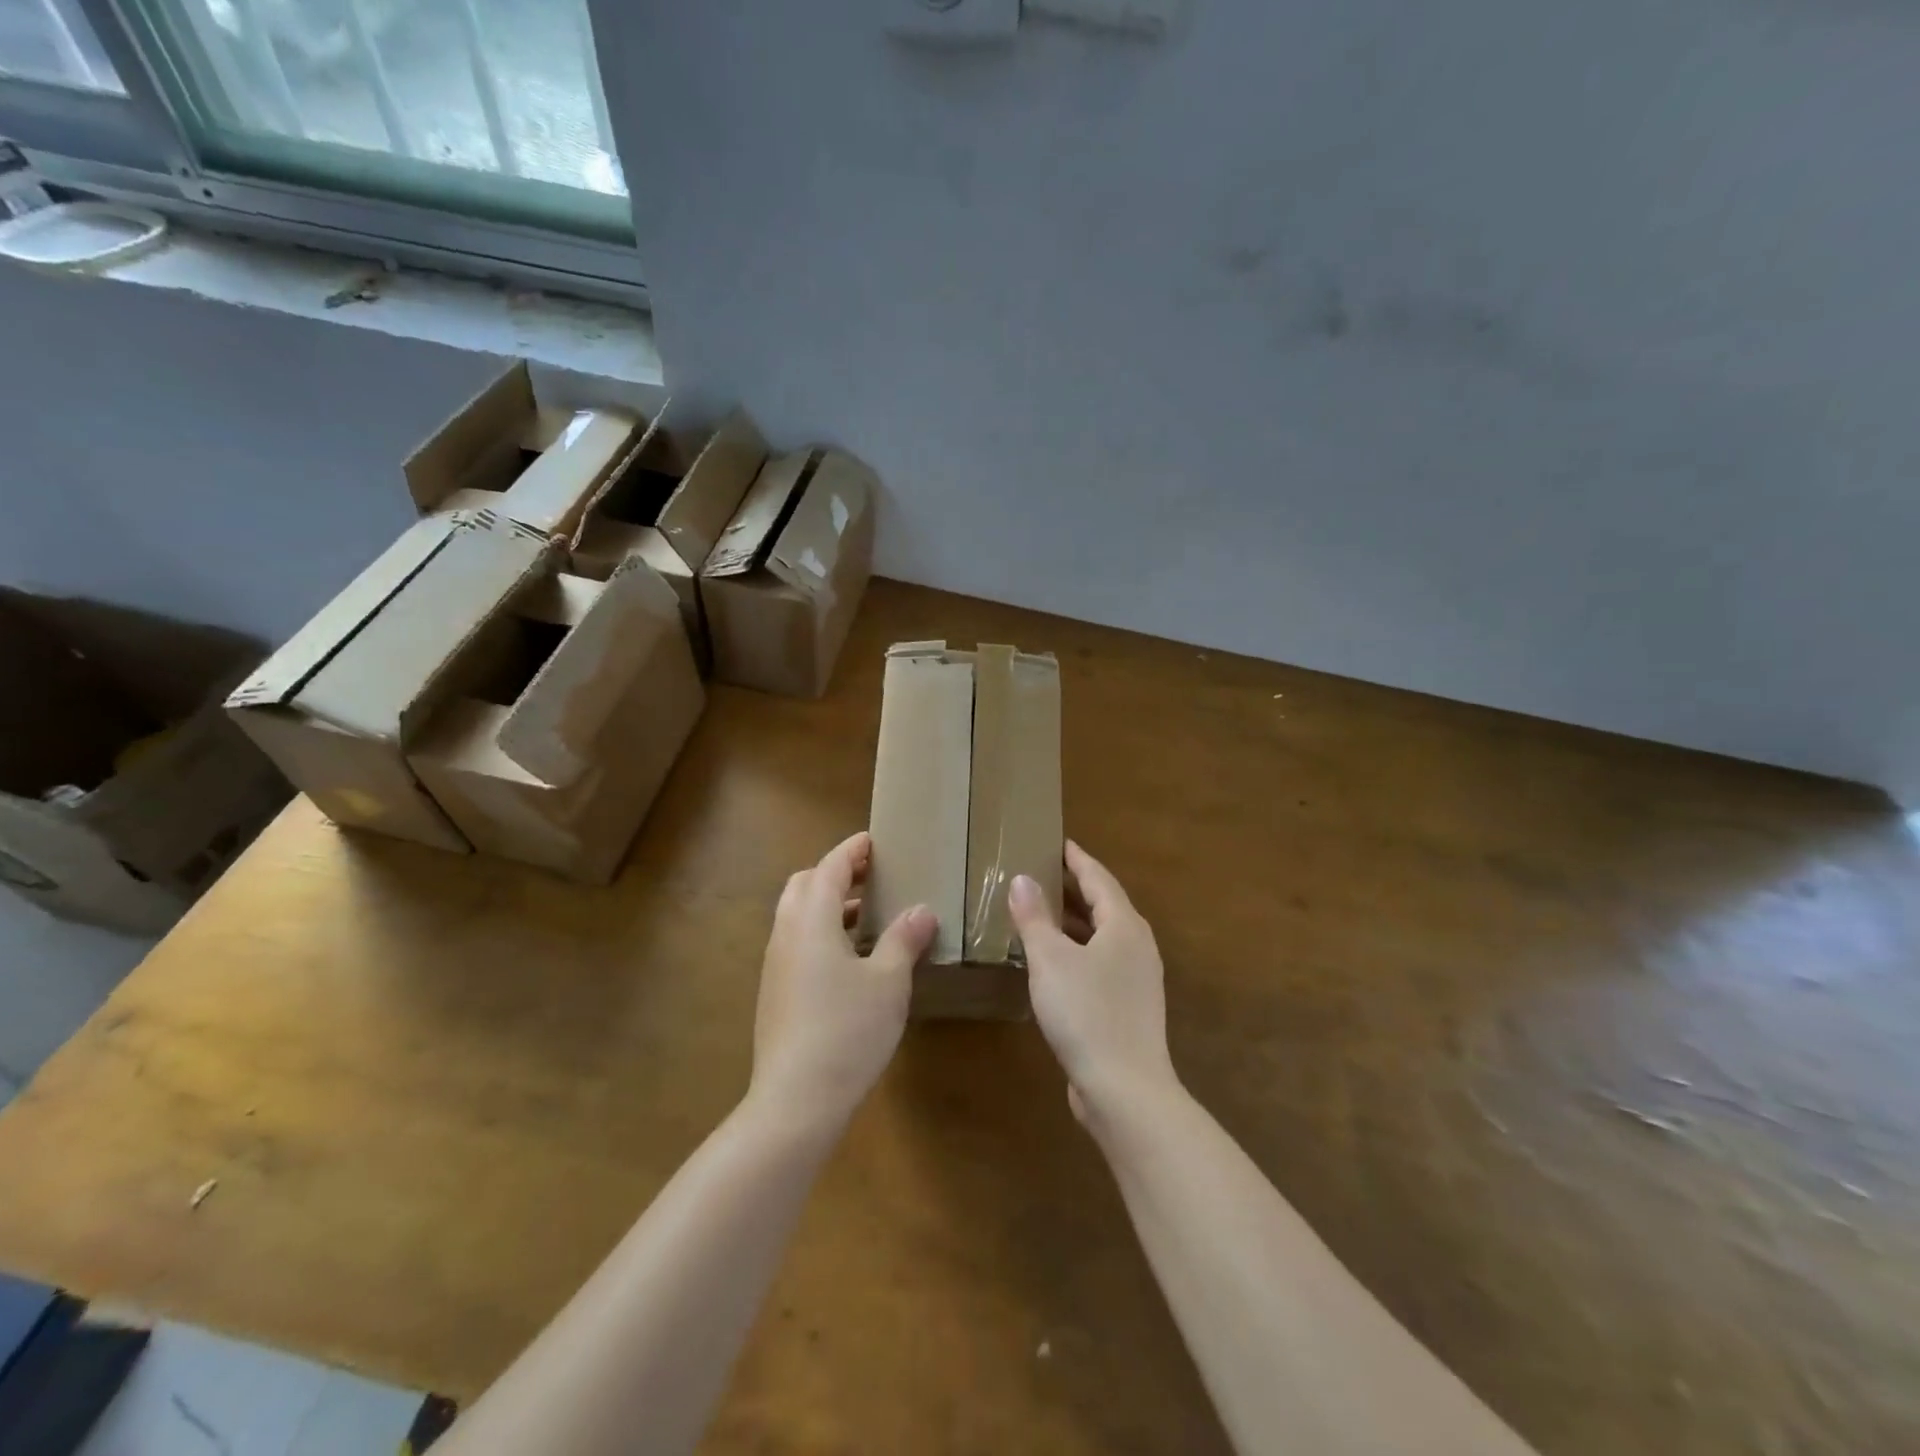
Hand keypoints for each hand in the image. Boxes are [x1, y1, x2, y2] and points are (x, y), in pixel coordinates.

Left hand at [749, 832, 936, 1129]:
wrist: (796, 1100)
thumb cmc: (848, 1030)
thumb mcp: (888, 981)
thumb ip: (903, 939)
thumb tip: (922, 910)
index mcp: (811, 920)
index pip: (829, 868)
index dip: (852, 850)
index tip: (874, 842)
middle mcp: (786, 934)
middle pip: (804, 885)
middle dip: (834, 874)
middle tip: (870, 878)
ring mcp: (776, 965)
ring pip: (797, 916)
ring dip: (827, 905)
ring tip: (867, 916)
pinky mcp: (775, 992)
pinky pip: (796, 943)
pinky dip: (820, 932)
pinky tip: (850, 959)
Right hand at [1009, 841, 1179, 1127]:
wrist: (1125, 1090)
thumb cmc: (1087, 1013)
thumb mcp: (1050, 960)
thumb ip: (1034, 917)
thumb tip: (1022, 879)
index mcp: (1124, 925)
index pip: (1098, 878)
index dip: (1076, 859)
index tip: (1057, 842)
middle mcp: (1137, 946)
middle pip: (1103, 905)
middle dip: (1072, 888)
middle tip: (1040, 872)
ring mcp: (1136, 979)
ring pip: (1101, 936)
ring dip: (1072, 922)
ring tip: (1039, 911)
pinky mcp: (1128, 1007)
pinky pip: (1099, 963)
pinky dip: (1076, 951)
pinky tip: (1051, 962)